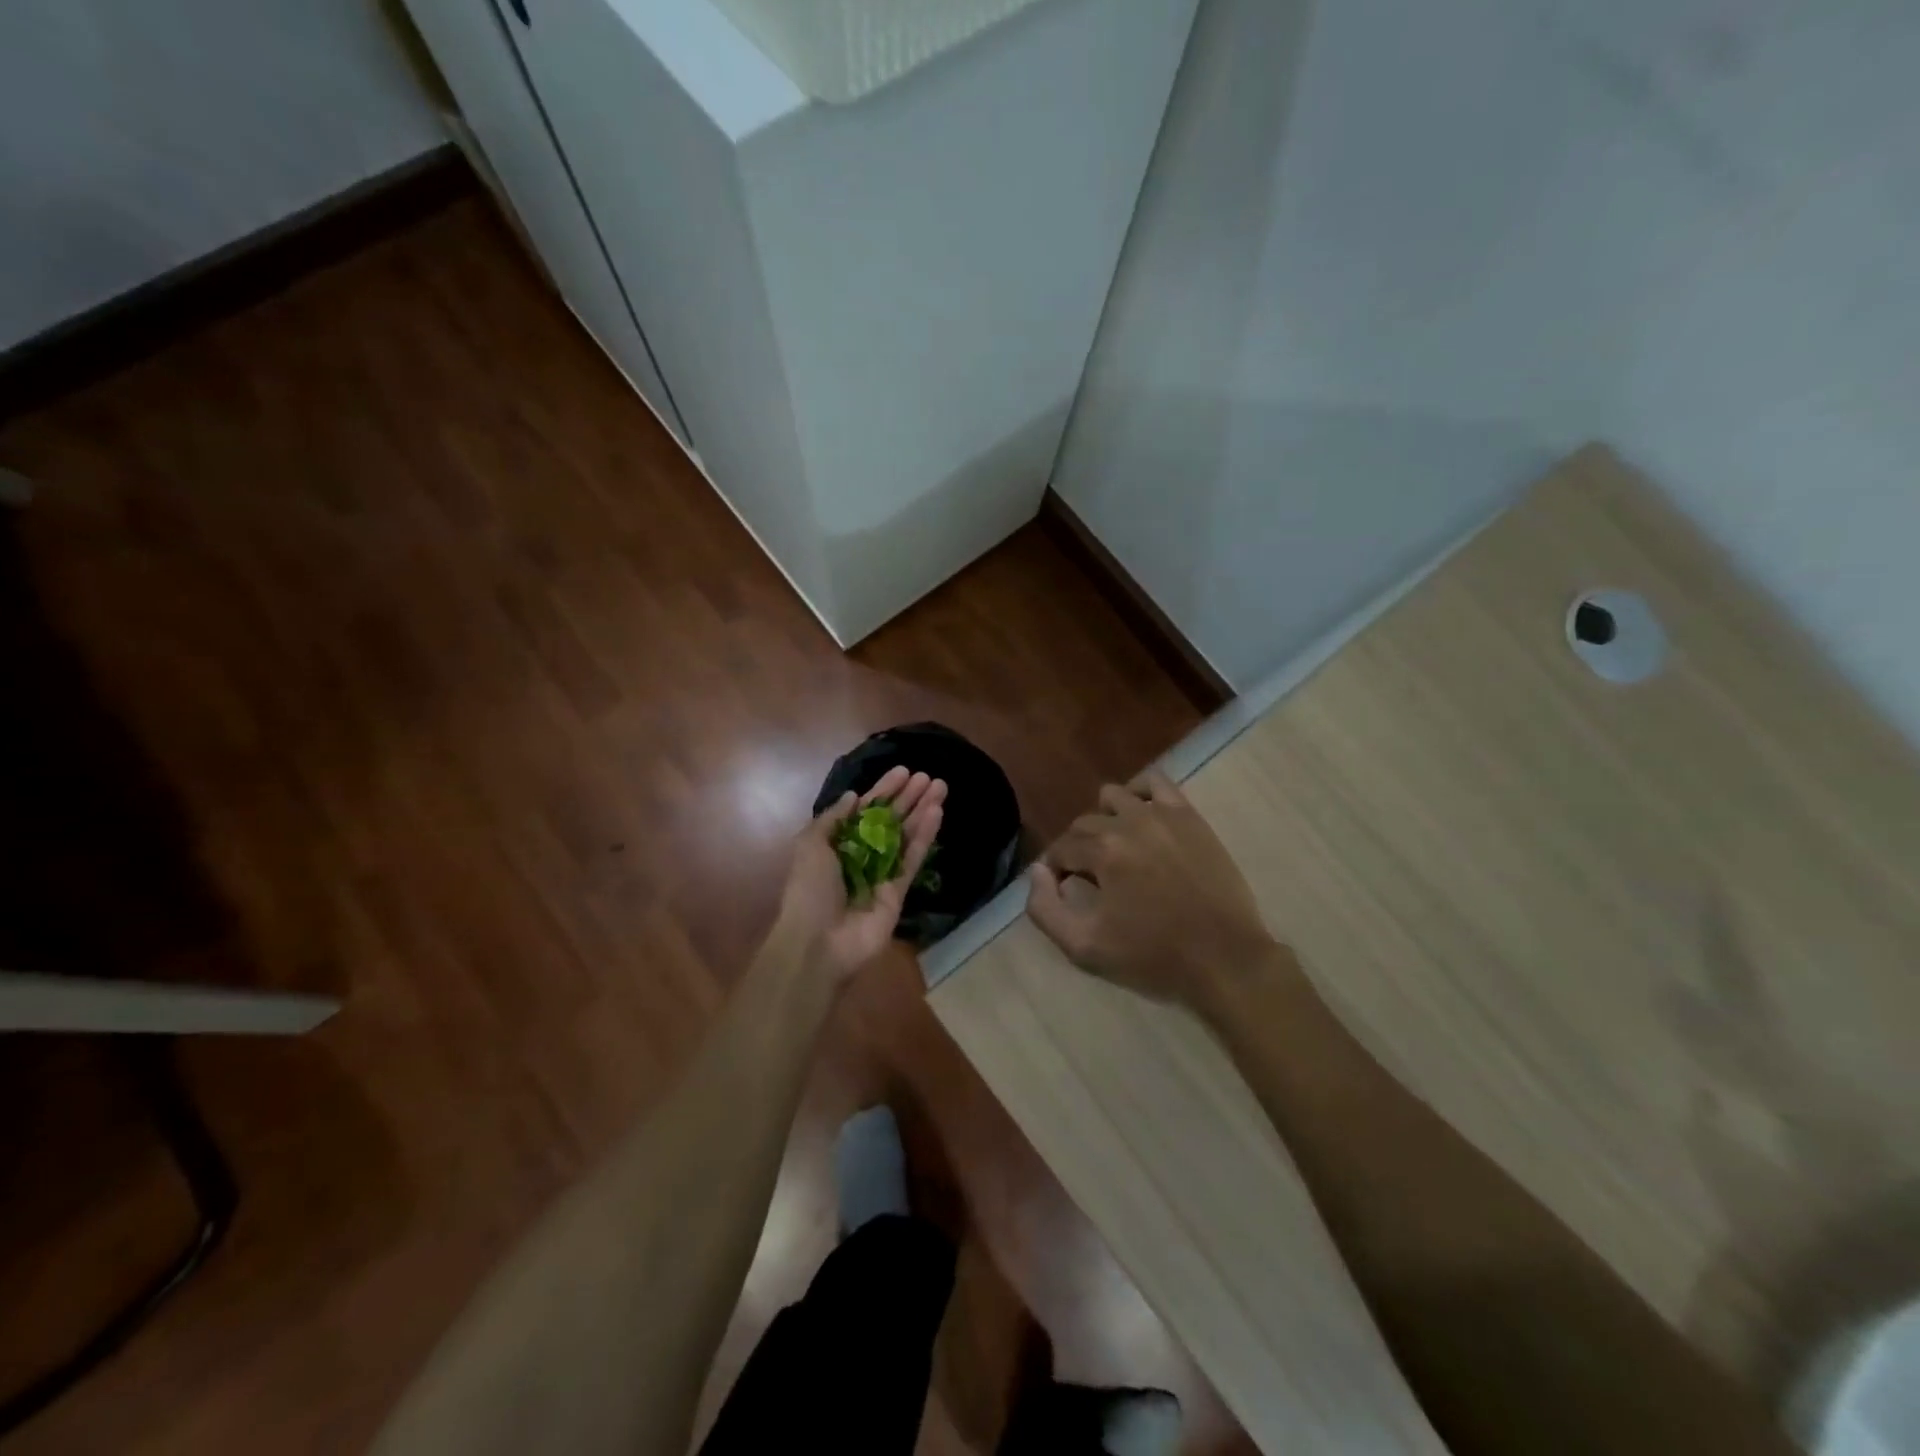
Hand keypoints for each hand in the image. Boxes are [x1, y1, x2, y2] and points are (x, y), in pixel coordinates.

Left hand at [775, 765, 945, 982]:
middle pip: (889, 821)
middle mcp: (861, 856)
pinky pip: (913, 859)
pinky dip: (925, 836)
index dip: (883, 791)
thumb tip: (853, 796)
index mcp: (837, 844)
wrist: (819, 943)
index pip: (864, 811)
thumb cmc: (809, 890)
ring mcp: (881, 873)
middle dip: (908, 798)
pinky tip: (936, 813)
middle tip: (928, 776)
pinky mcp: (898, 891)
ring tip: (940, 787)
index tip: (903, 771)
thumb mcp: (810, 845)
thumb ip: (833, 819)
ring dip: (922, 811)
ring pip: (905, 836)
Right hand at [1027, 769, 1276, 1013]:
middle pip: (1084, 824)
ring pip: (1113, 797)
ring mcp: (1162, 816)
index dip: (1057, 872)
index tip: (1065, 892)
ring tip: (1115, 849)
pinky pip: (1155, 783)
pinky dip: (1138, 794)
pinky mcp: (1189, 817)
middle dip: (1078, 849)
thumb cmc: (1153, 958)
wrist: (1224, 959)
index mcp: (1102, 853)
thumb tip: (1036, 872)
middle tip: (1091, 880)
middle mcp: (1128, 823)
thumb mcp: (1084, 948)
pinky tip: (1140, 819)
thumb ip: (1045, 909)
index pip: (1060, 849)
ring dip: (1104, 819)